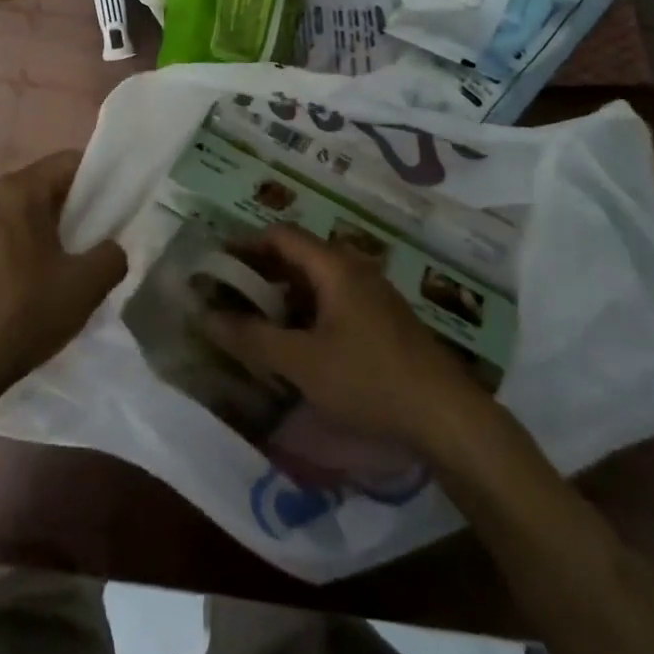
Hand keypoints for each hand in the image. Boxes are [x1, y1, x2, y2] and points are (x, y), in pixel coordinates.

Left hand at [0, 151, 126, 403]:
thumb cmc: (23, 315)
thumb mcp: (86, 286)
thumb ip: (113, 255)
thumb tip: (112, 247)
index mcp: (18, 190)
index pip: (69, 162)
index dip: (99, 180)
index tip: (116, 208)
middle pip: (44, 186)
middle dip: (73, 209)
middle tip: (95, 241)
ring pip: (22, 213)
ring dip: (46, 231)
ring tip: (65, 267)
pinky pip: (1, 234)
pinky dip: (22, 247)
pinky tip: (32, 284)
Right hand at [201, 223, 486, 453]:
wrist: (447, 418)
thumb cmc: (369, 380)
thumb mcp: (302, 363)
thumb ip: (252, 338)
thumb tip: (207, 316)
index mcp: (334, 266)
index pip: (279, 236)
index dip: (244, 246)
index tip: (214, 266)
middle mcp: (353, 270)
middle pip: (297, 257)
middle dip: (259, 275)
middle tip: (228, 299)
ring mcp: (371, 295)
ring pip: (315, 283)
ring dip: (282, 298)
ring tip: (254, 325)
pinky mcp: (381, 321)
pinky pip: (333, 303)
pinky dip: (305, 314)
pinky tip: (294, 347)